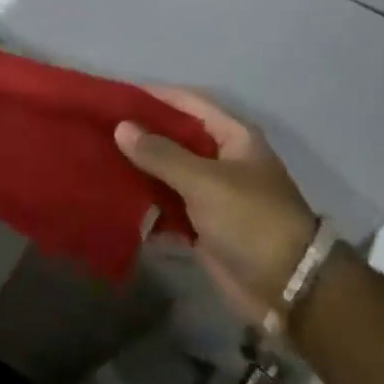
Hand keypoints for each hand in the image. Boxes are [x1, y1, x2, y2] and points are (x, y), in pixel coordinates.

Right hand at [116, 89, 317, 323]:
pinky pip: (166, 205)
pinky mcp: (201, 224)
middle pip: (173, 137)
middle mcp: (221, 159)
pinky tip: (113, 199)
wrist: (288, 289)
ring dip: (136, 169)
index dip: (152, 96)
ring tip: (95, 160)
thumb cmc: (251, 221)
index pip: (187, 103)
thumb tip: (121, 128)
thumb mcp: (204, 181)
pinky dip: (144, 203)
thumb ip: (160, 154)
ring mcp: (211, 193)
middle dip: (138, 134)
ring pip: (165, 172)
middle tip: (95, 128)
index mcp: (232, 137)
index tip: (113, 95)